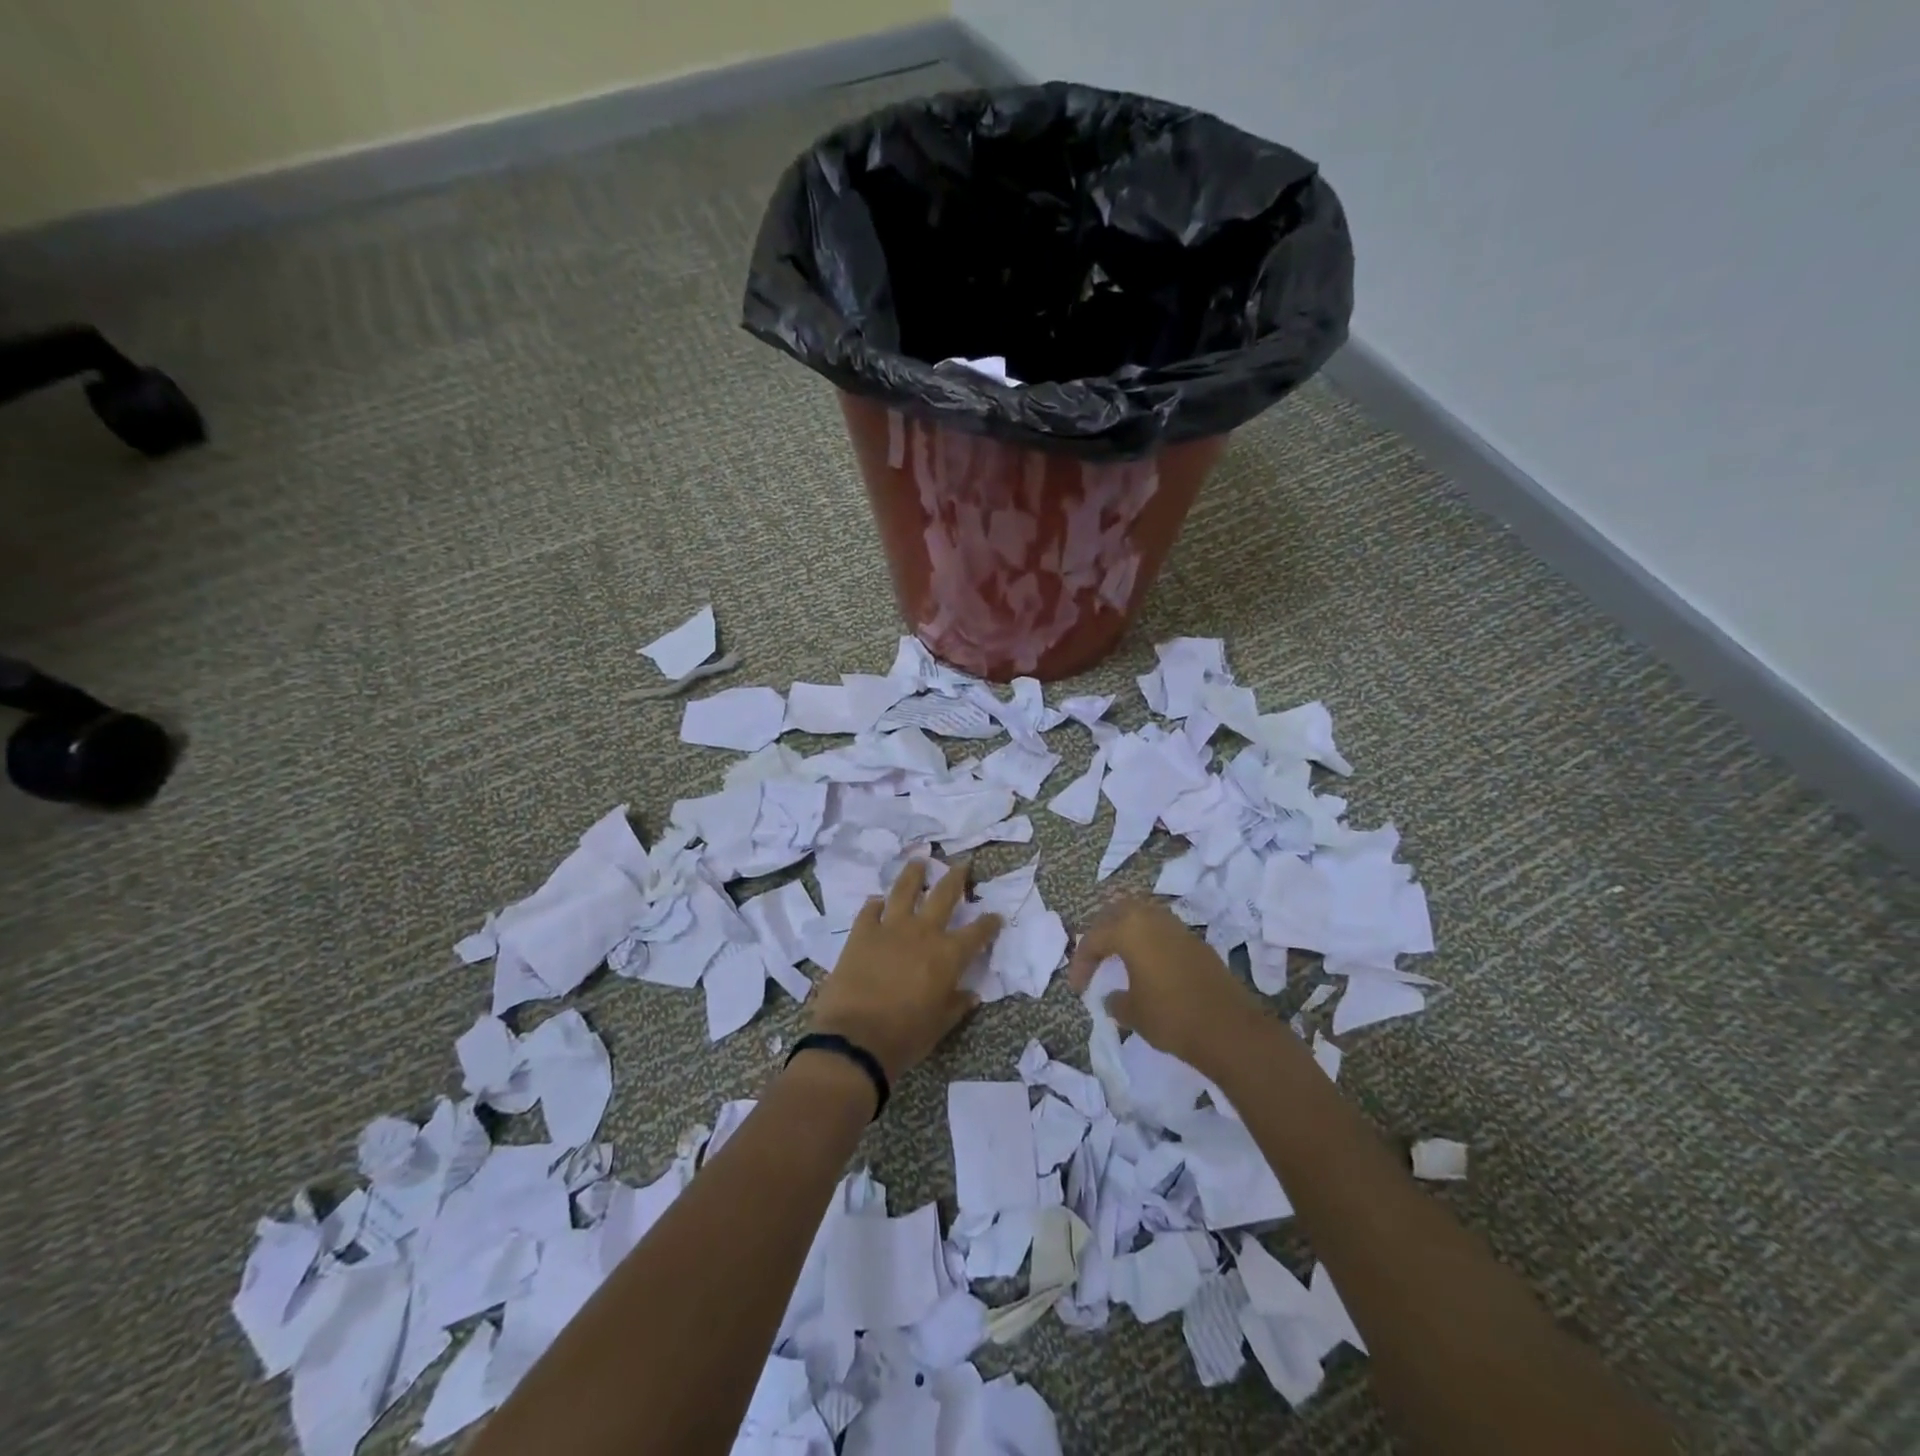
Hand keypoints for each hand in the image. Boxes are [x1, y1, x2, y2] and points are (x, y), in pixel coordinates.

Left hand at [807, 859, 1000, 1085]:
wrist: (855, 1038)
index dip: (989, 923)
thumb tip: (970, 994)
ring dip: (914, 874)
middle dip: (956, 878)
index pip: (977, 932)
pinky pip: (870, 910)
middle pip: (944, 895)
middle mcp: (923, 932)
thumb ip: (956, 1005)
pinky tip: (878, 901)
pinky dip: (876, 904)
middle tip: (962, 865)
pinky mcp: (861, 933)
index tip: (995, 916)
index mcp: (948, 955)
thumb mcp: (940, 1025)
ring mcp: (890, 928)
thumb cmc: (905, 1036)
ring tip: (919, 861)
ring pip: (905, 890)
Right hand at [1068, 897, 1263, 1071]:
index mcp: (1130, 929)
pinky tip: (1147, 964)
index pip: (1094, 939)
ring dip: (1126, 932)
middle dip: (1102, 933)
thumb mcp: (1133, 1013)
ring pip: (1142, 916)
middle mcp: (1152, 919)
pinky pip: (1162, 931)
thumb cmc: (1171, 1017)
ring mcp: (1178, 928)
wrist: (1229, 1030)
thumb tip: (1113, 996)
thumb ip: (1115, 1000)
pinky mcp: (1196, 942)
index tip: (1078, 988)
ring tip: (1119, 957)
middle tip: (1095, 958)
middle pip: (1117, 913)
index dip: (1081, 963)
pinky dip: (1148, 941)